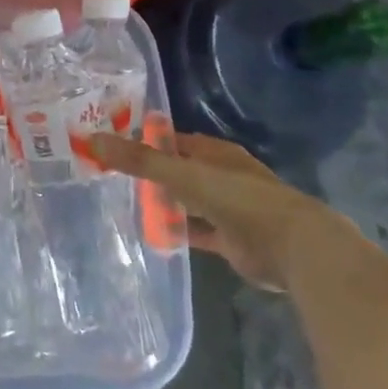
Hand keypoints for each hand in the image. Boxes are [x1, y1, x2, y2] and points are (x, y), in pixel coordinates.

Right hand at [90, 131, 355, 291]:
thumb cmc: (240, 200)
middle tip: (112, 175)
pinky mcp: (231, 239)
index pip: (174, 141)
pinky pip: (196, 231)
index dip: (145, 141)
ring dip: (163, 202)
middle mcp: (223, 176)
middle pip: (179, 170)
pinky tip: (152, 234)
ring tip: (125, 203)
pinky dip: (177, 231)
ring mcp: (229, 209)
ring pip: (187, 201)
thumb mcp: (183, 175)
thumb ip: (140, 160)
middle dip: (151, 172)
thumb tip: (92, 139)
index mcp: (216, 153)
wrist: (295, 248)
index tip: (113, 145)